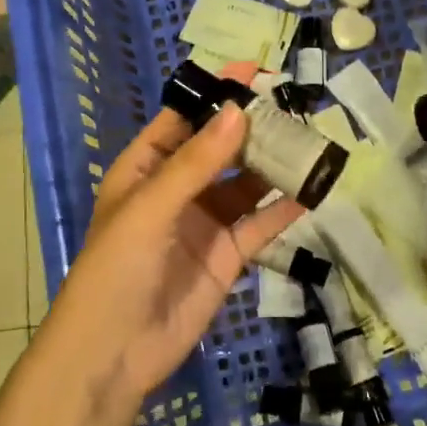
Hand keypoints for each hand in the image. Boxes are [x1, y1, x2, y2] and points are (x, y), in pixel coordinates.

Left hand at [45, 104, 303, 405]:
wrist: (113, 354)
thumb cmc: (117, 267)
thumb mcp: (151, 206)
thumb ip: (197, 162)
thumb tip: (238, 111)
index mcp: (145, 168)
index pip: (183, 119)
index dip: (214, 94)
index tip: (253, 71)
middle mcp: (176, 189)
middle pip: (220, 148)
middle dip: (252, 128)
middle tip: (293, 106)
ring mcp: (204, 223)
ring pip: (245, 184)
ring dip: (273, 165)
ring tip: (310, 141)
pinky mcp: (228, 256)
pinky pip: (260, 224)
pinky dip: (284, 208)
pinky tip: (312, 191)